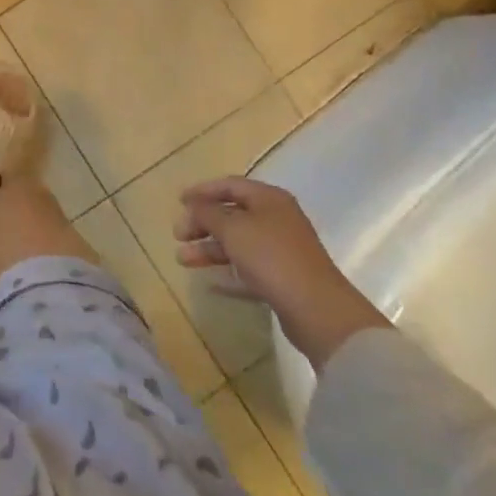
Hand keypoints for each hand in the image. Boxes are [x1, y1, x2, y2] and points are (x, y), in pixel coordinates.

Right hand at [175, 177, 389, 368]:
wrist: (317, 310)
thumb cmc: (272, 257)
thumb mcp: (233, 229)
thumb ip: (208, 213)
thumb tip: (194, 205)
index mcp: (269, 199)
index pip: (230, 185)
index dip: (202, 190)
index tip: (178, 201)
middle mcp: (277, 220)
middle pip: (232, 215)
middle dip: (202, 223)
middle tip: (178, 235)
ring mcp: (282, 251)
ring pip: (238, 244)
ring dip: (209, 249)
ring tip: (182, 260)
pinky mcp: (283, 280)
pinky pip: (248, 271)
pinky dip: (228, 274)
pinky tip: (210, 283)